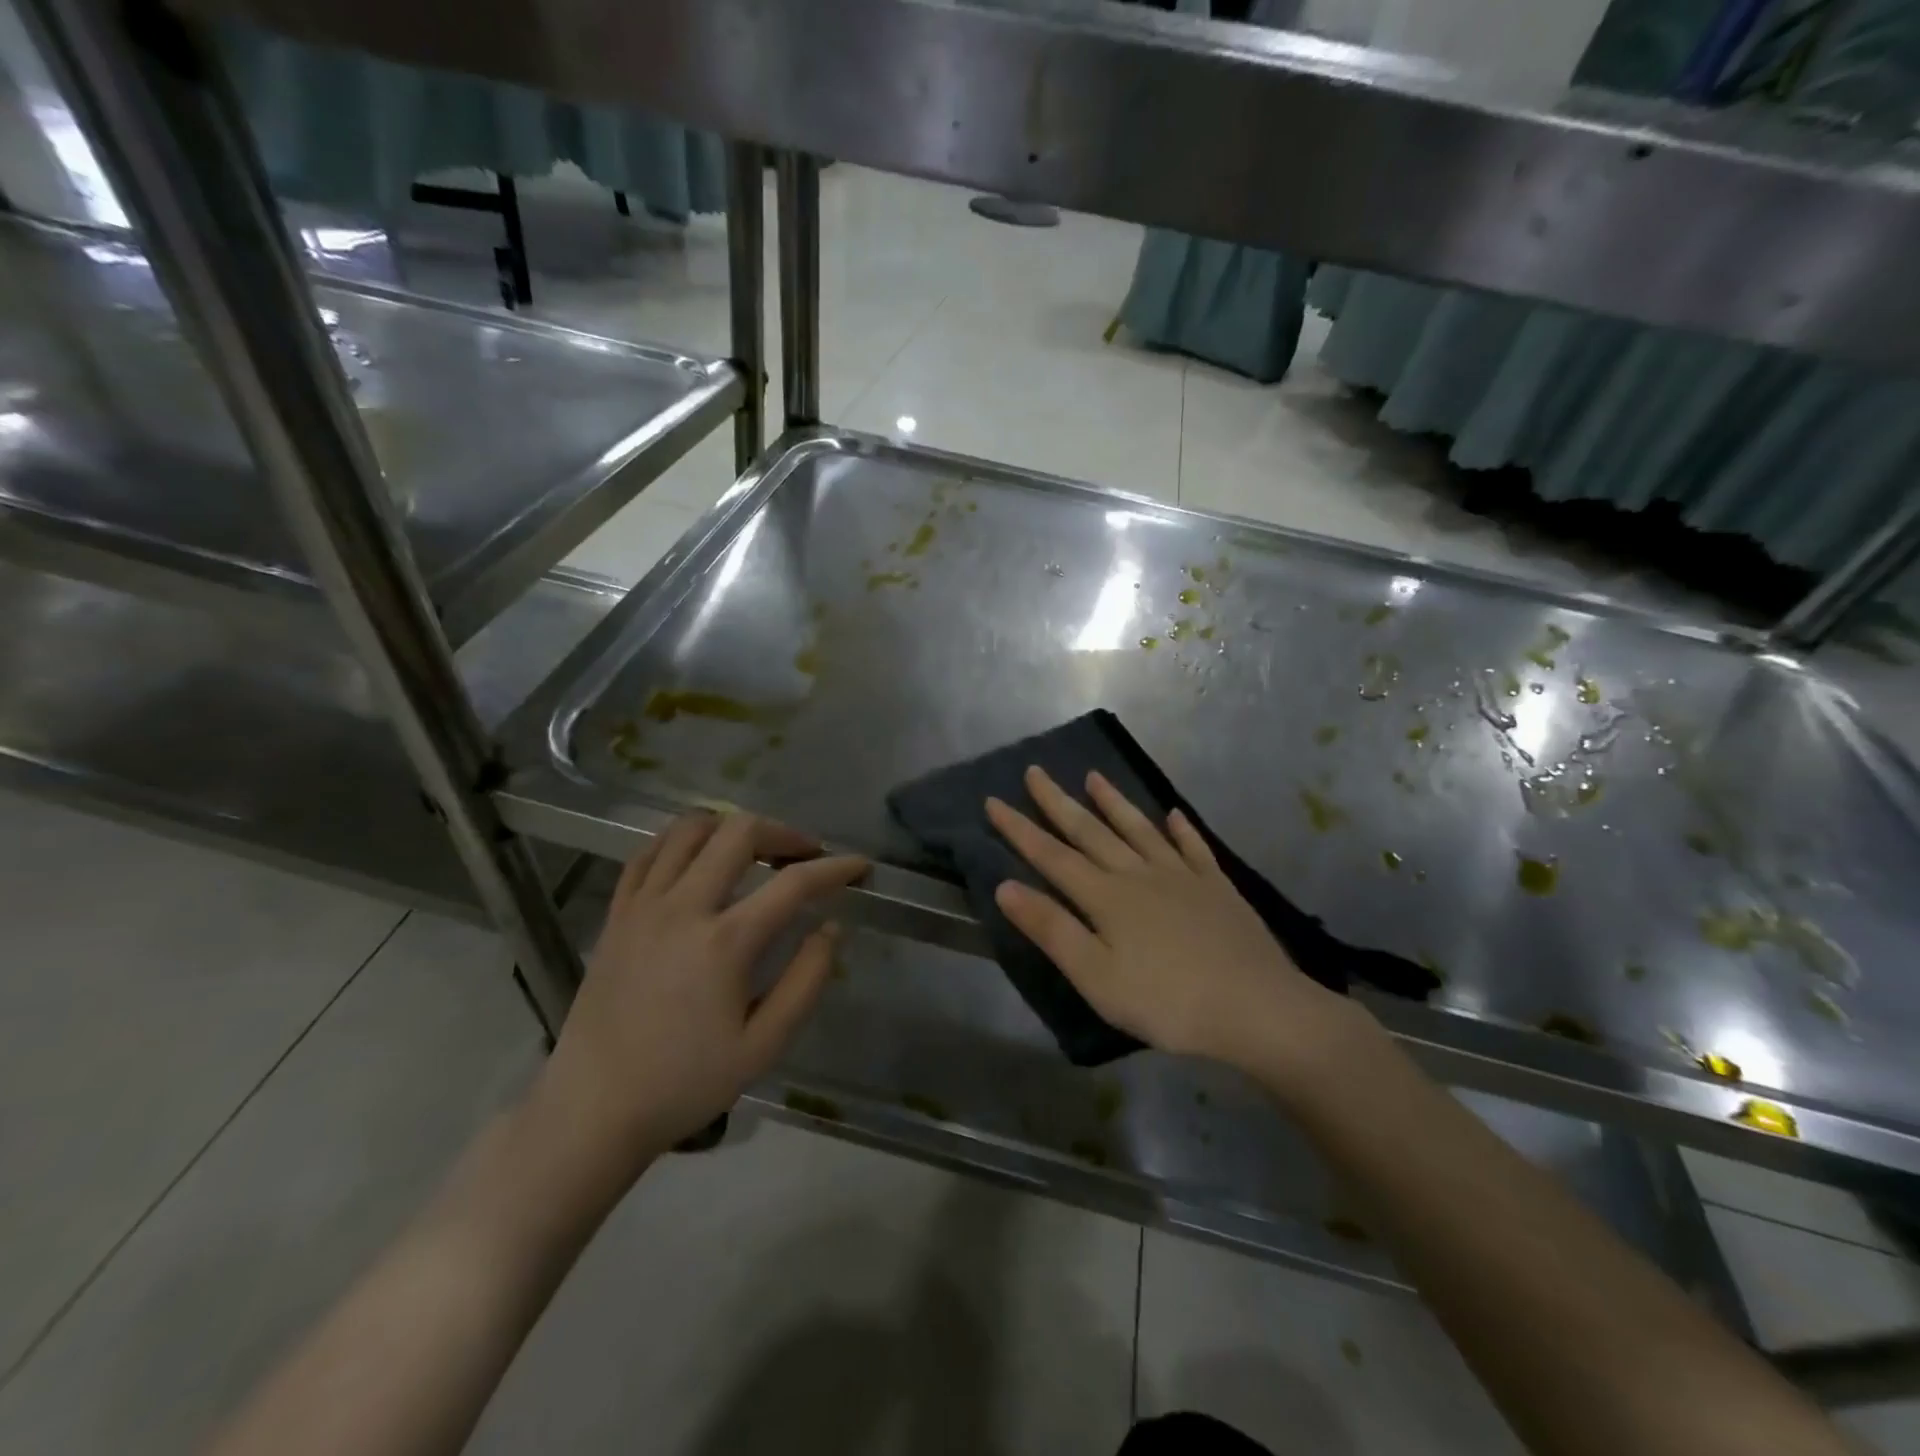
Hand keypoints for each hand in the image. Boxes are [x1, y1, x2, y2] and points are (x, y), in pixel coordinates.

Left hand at [529, 813, 867, 1180]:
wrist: (593, 1108)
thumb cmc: (685, 1083)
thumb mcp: (763, 1046)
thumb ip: (806, 981)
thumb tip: (831, 929)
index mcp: (725, 942)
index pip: (793, 883)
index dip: (835, 868)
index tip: (860, 866)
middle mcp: (683, 907)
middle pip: (739, 833)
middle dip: (783, 833)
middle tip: (805, 855)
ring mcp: (643, 905)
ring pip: (690, 829)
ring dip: (731, 827)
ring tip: (754, 849)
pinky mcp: (616, 913)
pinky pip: (648, 852)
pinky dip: (680, 841)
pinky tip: (697, 857)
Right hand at [987, 767, 1361, 1081]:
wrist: (1257, 1008)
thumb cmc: (1167, 1001)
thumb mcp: (1096, 977)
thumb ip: (1051, 929)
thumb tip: (1005, 886)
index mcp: (1106, 897)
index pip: (1051, 856)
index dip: (1020, 829)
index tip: (994, 800)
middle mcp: (1139, 874)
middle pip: (1091, 832)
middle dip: (1058, 802)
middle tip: (1036, 771)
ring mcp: (1181, 876)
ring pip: (1138, 830)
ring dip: (1114, 803)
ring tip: (1094, 777)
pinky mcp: (1216, 887)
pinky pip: (1194, 848)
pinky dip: (1181, 829)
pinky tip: (1174, 814)